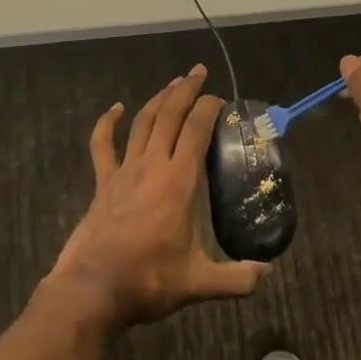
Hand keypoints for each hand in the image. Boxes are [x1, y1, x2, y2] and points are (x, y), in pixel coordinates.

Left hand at [50, 65, 268, 326]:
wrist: (93, 288)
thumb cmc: (148, 280)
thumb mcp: (199, 283)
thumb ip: (237, 278)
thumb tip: (267, 273)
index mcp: (179, 182)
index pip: (196, 130)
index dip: (209, 108)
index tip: (220, 99)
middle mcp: (152, 166)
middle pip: (169, 115)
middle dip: (185, 90)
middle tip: (198, 71)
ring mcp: (124, 171)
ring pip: (142, 123)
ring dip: (158, 99)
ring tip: (172, 84)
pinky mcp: (103, 182)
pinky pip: (103, 145)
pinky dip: (108, 123)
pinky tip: (116, 109)